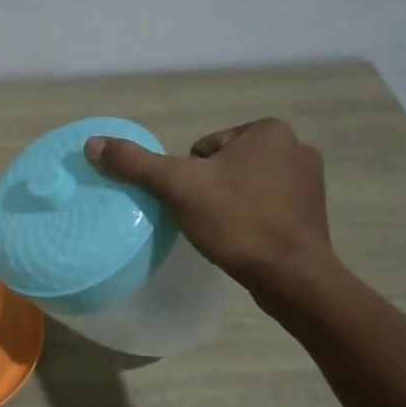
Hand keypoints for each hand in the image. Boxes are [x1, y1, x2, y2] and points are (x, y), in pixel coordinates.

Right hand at [83, 118, 333, 294]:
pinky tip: (244, 240)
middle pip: (223, 165)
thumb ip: (135, 163)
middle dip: (209, 189)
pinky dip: (250, 219)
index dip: (189, 176)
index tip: (194, 202)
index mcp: (268, 130)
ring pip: (243, 186)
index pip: (203, 148)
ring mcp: (309, 181)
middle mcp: (295, 147)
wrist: (291, 275)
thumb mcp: (176, 186)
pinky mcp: (312, 212)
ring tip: (224, 231)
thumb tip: (92, 144)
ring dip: (229, 204)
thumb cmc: (236, 221)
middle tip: (206, 218)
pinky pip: (265, 207)